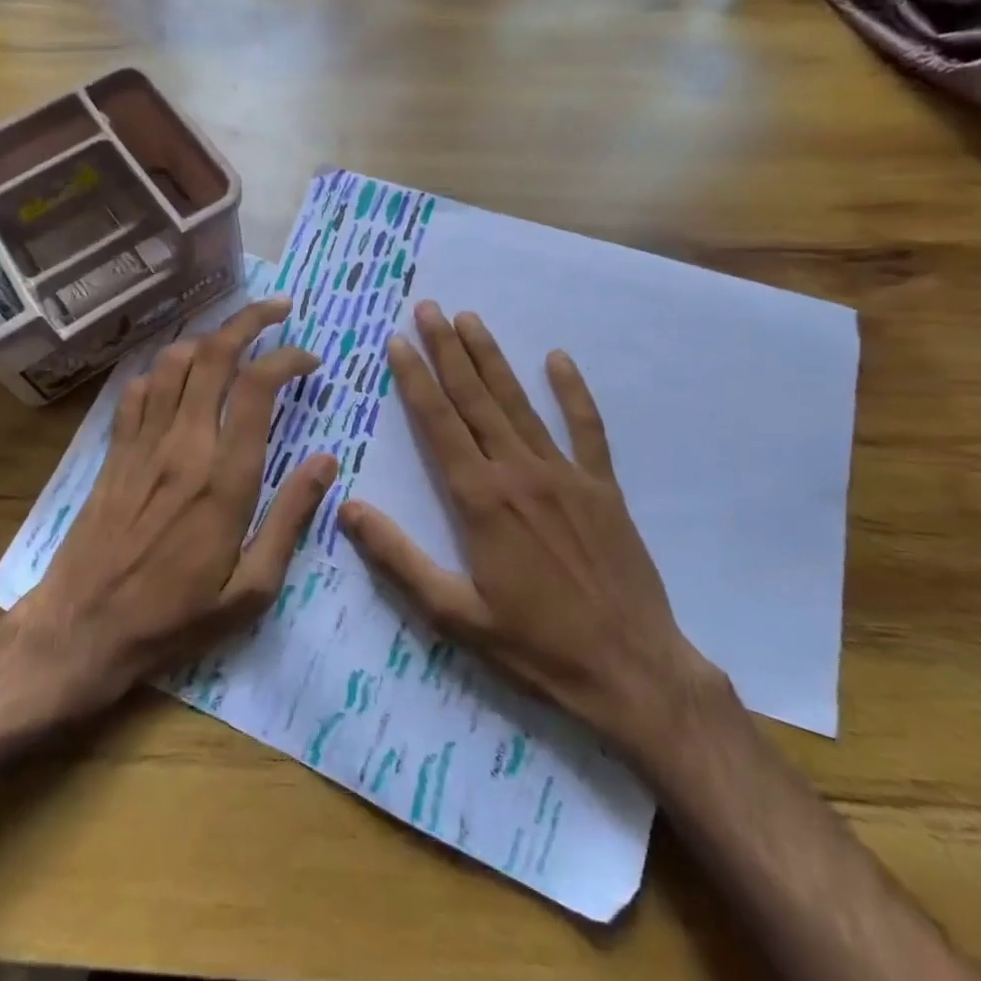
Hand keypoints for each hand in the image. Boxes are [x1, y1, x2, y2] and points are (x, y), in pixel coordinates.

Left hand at [11, 298, 337, 715]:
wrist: (81, 630)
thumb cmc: (175, 617)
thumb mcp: (251, 588)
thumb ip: (291, 518)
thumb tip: (326, 462)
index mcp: (224, 477)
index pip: (257, 387)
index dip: (286, 357)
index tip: (309, 359)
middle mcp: (183, 445)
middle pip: (213, 355)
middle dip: (250, 321)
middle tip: (279, 311)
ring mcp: (143, 443)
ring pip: (173, 362)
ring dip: (208, 338)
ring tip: (235, 340)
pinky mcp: (115, 452)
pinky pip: (139, 389)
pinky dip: (164, 369)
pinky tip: (180, 377)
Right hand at [337, 302, 722, 766]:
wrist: (633, 672)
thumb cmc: (536, 647)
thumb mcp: (454, 615)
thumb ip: (398, 558)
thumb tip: (347, 508)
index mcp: (480, 500)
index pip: (438, 423)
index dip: (415, 379)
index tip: (398, 341)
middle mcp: (520, 473)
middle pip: (475, 399)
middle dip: (448, 351)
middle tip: (429, 308)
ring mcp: (566, 475)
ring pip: (520, 403)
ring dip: (493, 358)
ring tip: (471, 319)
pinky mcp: (603, 488)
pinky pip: (586, 428)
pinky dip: (572, 392)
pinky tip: (558, 359)